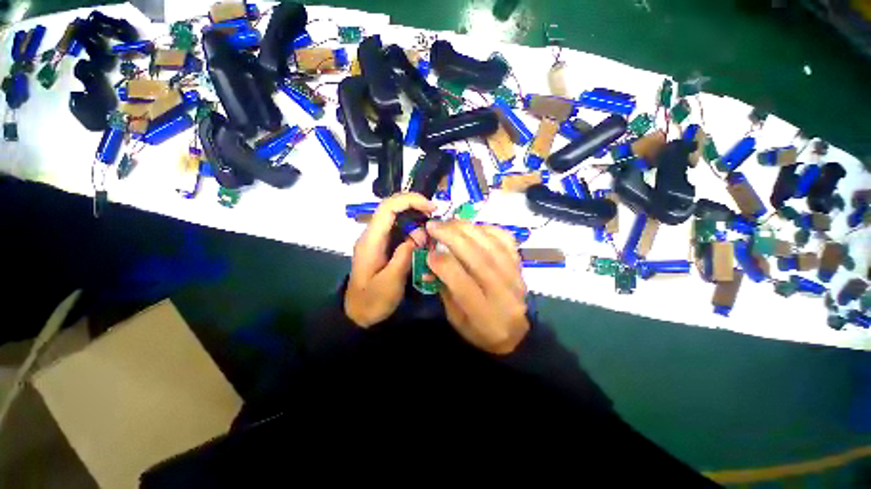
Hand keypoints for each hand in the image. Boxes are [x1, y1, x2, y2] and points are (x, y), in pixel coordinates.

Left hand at [345, 193, 435, 327]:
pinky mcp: (383, 246)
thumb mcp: (390, 282)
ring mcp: (377, 240)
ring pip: (397, 217)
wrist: (358, 315)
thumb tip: (419, 234)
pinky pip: (399, 230)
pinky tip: (424, 239)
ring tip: (433, 229)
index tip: (431, 208)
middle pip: (393, 208)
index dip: (410, 200)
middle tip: (436, 217)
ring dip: (416, 217)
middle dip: (416, 207)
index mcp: (371, 240)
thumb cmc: (372, 301)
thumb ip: (404, 256)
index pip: (388, 207)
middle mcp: (372, 234)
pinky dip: (414, 229)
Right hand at [425, 220, 529, 354]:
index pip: (464, 284)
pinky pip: (506, 240)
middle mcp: (504, 294)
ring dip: (467, 229)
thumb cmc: (479, 330)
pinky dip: (487, 228)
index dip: (444, 264)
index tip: (428, 252)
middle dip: (452, 238)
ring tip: (449, 222)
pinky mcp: (520, 265)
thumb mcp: (455, 318)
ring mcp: (516, 277)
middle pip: (479, 259)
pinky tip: (472, 226)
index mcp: (485, 315)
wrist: (515, 333)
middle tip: (433, 226)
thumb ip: (444, 288)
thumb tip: (431, 259)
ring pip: (492, 246)